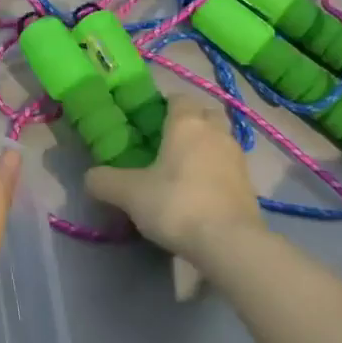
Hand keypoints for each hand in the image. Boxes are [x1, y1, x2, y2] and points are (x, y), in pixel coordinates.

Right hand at [86, 96, 260, 260]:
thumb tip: (90, 178)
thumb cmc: (176, 204)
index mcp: (187, 123)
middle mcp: (215, 132)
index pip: (177, 98)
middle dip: (189, 122)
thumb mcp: (129, 194)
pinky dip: (215, 171)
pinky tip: (199, 191)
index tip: (147, 123)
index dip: (162, 106)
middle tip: (166, 142)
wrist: (230, 244)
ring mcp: (237, 158)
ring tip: (182, 169)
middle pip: (204, 114)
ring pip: (219, 140)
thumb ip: (104, 181)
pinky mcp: (250, 185)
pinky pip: (228, 166)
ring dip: (204, 147)